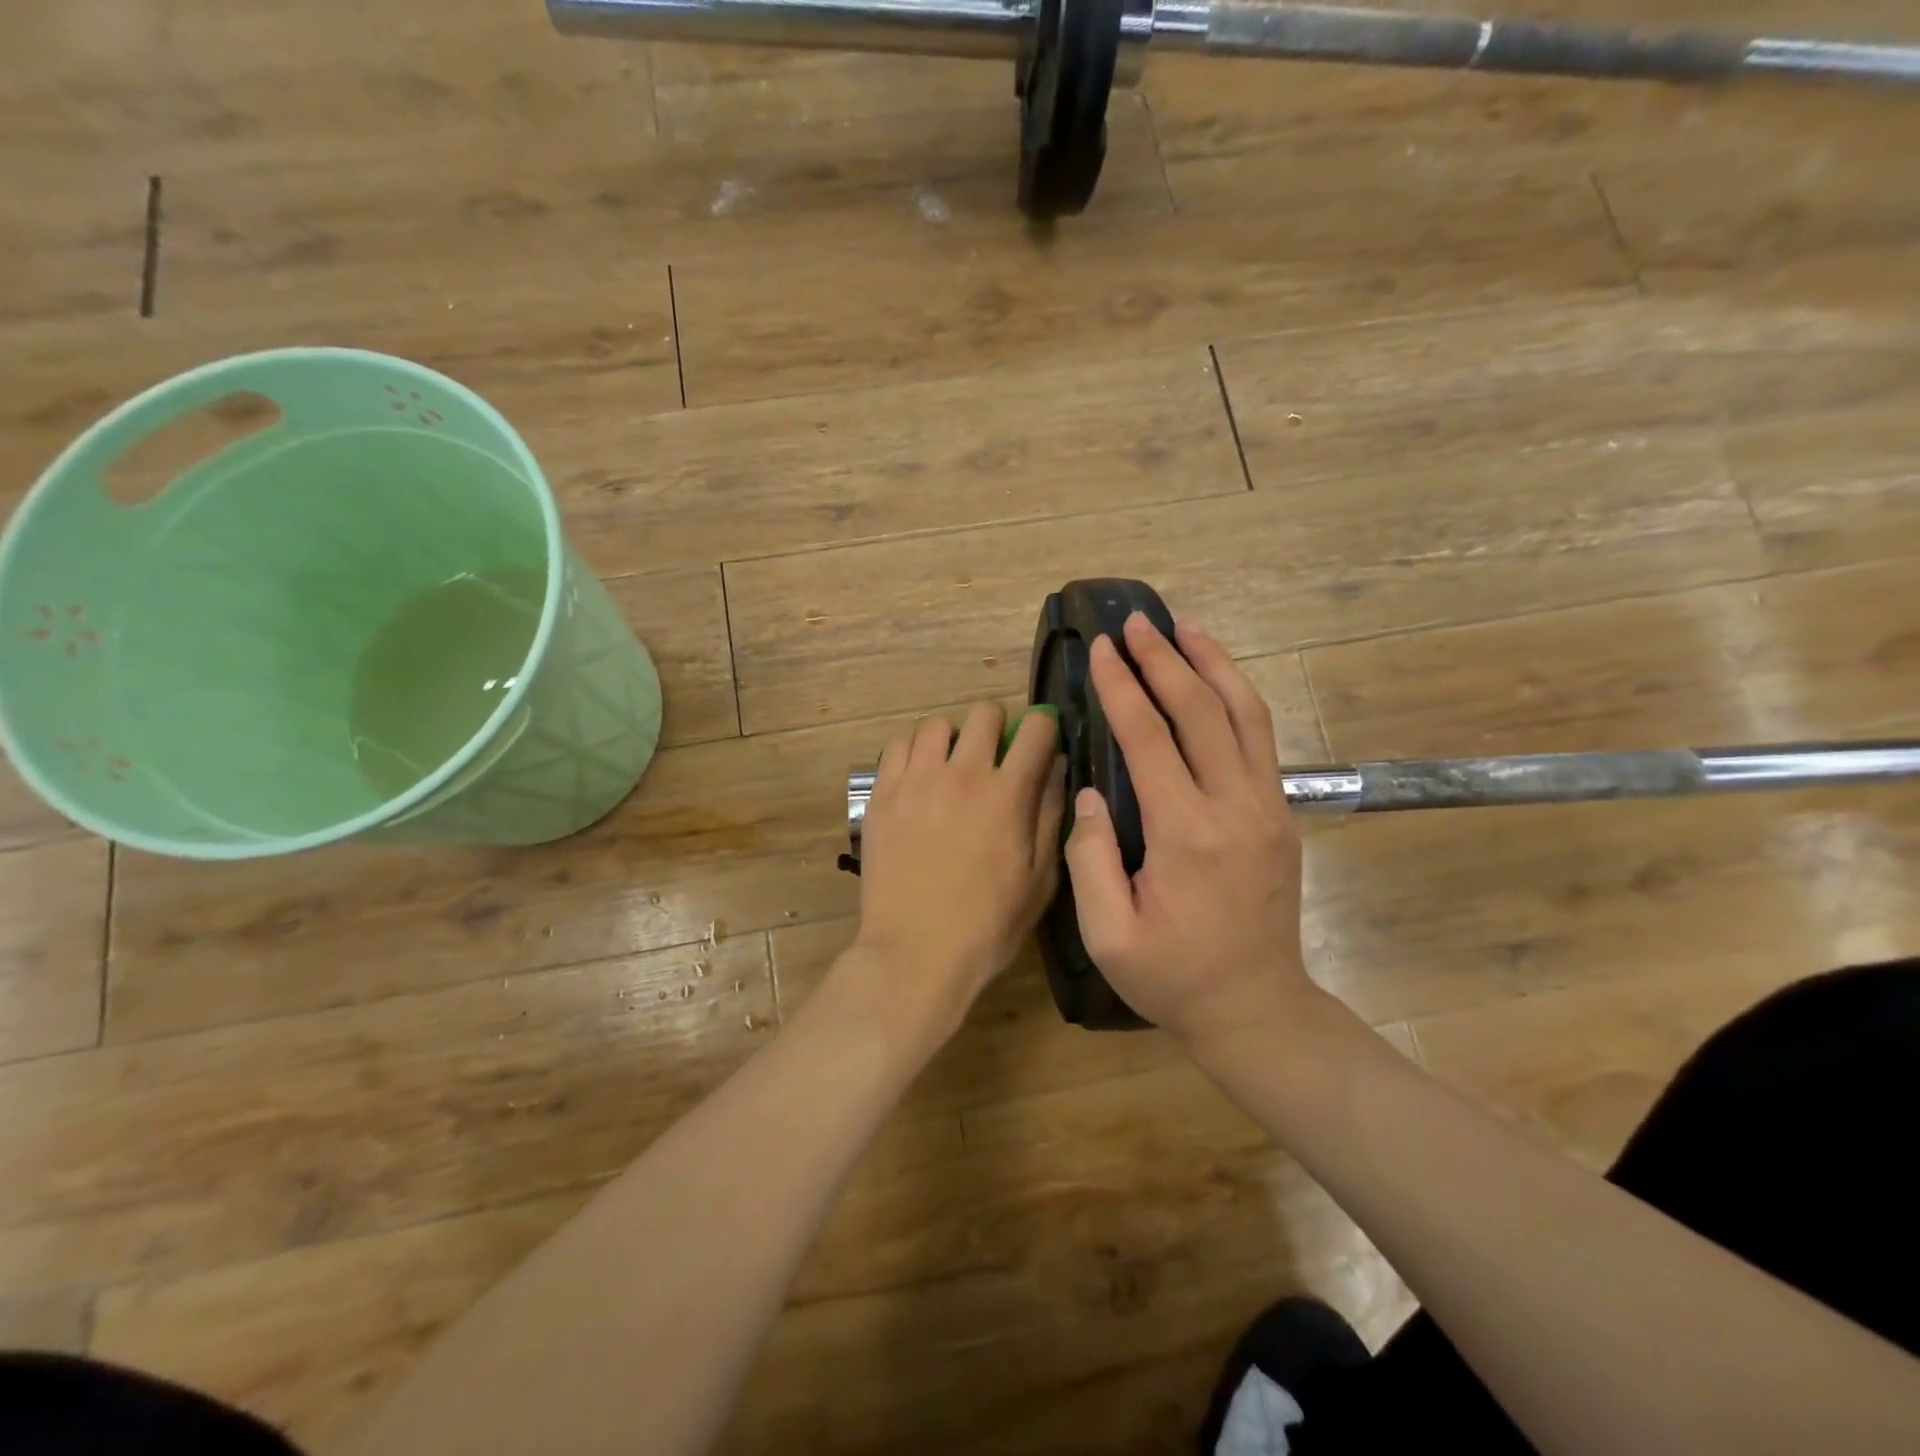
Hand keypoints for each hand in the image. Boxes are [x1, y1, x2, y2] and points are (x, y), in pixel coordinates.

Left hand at [852, 704, 1065, 1032]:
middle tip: (993, 752)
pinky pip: (897, 746)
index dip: (1044, 727)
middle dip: (996, 724)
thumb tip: (1057, 768)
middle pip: (984, 712)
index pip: (1035, 729)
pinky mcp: (881, 794)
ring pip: (935, 723)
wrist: (915, 952)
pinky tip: (916, 777)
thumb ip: (1050, 815)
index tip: (1040, 740)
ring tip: (949, 765)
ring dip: (951, 737)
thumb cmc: (988, 925)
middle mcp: (962, 774)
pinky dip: (912, 751)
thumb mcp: (1040, 879)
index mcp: (1008, 794)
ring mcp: (916, 781)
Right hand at [1064, 614, 1318, 1050]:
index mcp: (1186, 835)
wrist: (1257, 1008)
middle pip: (1200, 710)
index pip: (1149, 739)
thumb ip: (1088, 859)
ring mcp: (1267, 806)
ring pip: (1244, 713)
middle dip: (1164, 660)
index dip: (1122, 688)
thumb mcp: (1109, 935)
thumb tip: (1088, 792)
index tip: (1101, 650)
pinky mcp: (1280, 813)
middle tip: (1134, 623)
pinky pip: (1260, 738)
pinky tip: (1215, 677)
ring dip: (1212, 663)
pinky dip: (1237, 695)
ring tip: (1184, 627)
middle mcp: (1234, 807)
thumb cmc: (1172, 977)